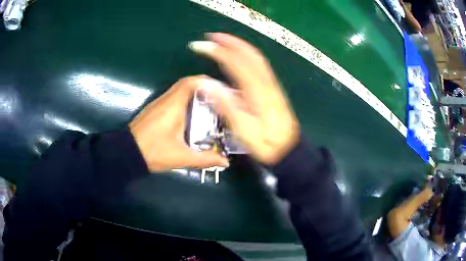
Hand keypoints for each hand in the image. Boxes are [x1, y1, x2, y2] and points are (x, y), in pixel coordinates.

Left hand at [129, 76, 228, 171]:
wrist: (126, 153)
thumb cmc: (153, 151)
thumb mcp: (181, 157)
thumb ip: (205, 159)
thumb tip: (225, 162)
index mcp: (173, 106)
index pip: (191, 83)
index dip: (208, 83)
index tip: (222, 90)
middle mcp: (166, 100)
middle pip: (187, 83)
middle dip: (205, 87)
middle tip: (220, 97)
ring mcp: (159, 103)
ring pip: (180, 90)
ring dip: (195, 93)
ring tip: (210, 104)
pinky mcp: (155, 110)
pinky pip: (174, 97)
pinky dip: (186, 99)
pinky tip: (193, 113)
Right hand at [189, 33, 299, 164]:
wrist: (288, 148)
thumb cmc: (265, 143)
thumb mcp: (242, 129)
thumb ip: (225, 104)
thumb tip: (206, 84)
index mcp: (257, 92)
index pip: (236, 63)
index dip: (218, 52)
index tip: (202, 46)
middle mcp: (266, 83)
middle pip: (248, 54)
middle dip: (230, 42)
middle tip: (212, 36)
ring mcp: (272, 84)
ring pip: (256, 57)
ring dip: (240, 45)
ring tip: (224, 40)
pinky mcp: (273, 88)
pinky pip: (260, 64)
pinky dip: (248, 54)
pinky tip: (241, 54)